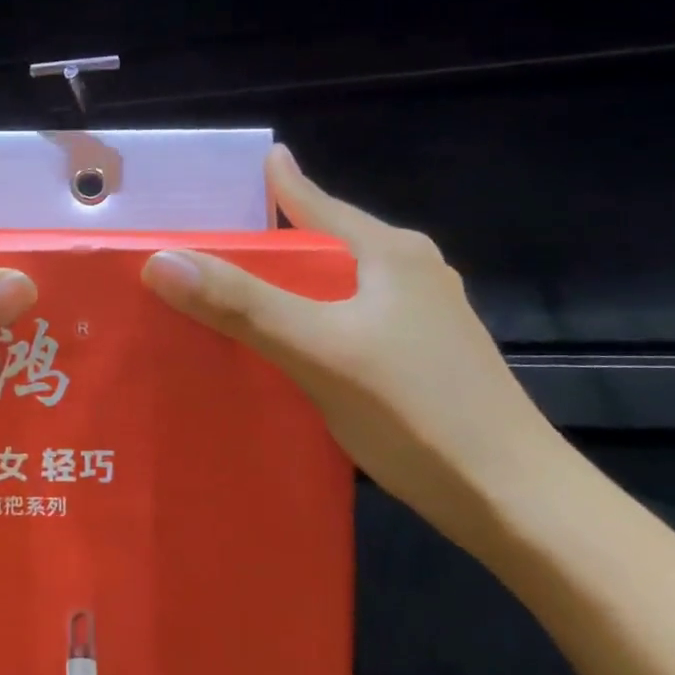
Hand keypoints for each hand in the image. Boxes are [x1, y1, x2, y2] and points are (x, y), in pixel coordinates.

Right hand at [141, 146, 561, 557]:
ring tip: (229, 293)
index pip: (316, 201)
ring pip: (335, 285)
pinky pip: (344, 322)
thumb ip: (241, 304)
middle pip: (323, 242)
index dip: (273, 184)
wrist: (515, 501)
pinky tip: (280, 346)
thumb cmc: (418, 411)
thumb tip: (159, 259)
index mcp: (390, 253)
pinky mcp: (418, 360)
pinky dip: (305, 322)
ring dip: (285, 285)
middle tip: (205, 241)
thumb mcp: (319, 350)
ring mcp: (419, 319)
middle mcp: (409, 274)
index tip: (226, 172)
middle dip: (268, 239)